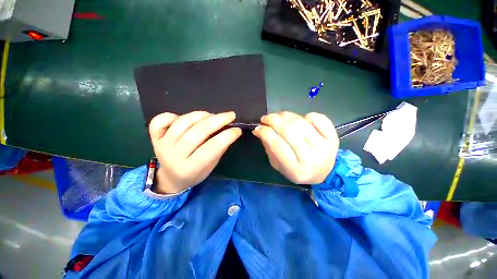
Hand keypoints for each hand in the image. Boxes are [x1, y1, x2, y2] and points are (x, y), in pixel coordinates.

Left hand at [148, 111, 241, 193]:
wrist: (171, 178)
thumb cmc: (195, 173)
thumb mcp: (211, 166)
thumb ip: (219, 149)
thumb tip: (231, 131)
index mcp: (190, 168)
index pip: (211, 148)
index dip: (226, 136)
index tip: (237, 129)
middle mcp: (174, 156)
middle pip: (197, 132)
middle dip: (217, 121)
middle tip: (230, 115)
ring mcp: (162, 145)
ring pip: (182, 123)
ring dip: (201, 115)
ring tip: (212, 115)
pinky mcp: (154, 138)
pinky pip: (161, 120)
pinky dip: (173, 115)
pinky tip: (185, 118)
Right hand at [252, 112, 338, 183]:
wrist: (323, 173)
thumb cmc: (296, 170)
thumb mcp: (278, 165)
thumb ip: (269, 147)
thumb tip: (259, 129)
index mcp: (296, 169)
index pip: (277, 145)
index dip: (265, 132)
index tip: (258, 127)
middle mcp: (311, 158)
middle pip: (289, 131)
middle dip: (273, 120)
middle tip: (265, 118)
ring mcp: (324, 147)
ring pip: (301, 123)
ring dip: (286, 115)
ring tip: (278, 116)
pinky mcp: (333, 137)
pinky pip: (319, 118)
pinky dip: (307, 115)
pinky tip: (301, 119)